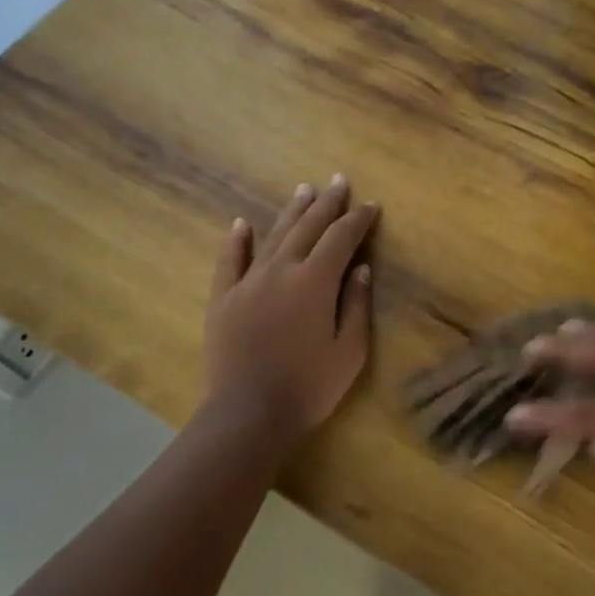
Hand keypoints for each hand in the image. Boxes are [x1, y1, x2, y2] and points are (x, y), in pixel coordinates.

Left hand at [204, 176, 377, 443]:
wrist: (248, 413)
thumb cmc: (309, 387)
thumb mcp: (349, 351)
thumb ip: (355, 306)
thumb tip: (359, 269)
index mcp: (315, 282)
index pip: (341, 239)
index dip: (358, 220)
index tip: (371, 206)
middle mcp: (281, 270)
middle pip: (307, 228)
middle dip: (327, 203)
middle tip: (338, 181)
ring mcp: (247, 282)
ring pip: (273, 236)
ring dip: (291, 212)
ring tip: (304, 190)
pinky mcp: (223, 299)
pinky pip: (229, 261)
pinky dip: (237, 240)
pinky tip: (242, 223)